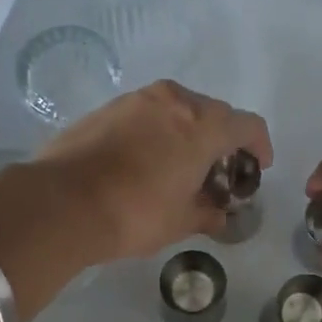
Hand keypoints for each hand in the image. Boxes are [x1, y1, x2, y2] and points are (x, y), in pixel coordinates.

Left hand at [32, 81, 273, 260]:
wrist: (61, 203)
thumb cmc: (136, 213)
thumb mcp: (181, 221)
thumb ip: (208, 212)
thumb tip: (219, 214)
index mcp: (203, 125)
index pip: (248, 126)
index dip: (260, 146)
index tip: (258, 167)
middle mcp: (174, 101)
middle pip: (214, 114)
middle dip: (224, 141)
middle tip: (220, 173)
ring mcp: (137, 100)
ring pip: (178, 110)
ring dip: (189, 133)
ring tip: (182, 166)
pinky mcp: (107, 108)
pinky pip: (148, 114)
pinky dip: (159, 132)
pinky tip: (147, 161)